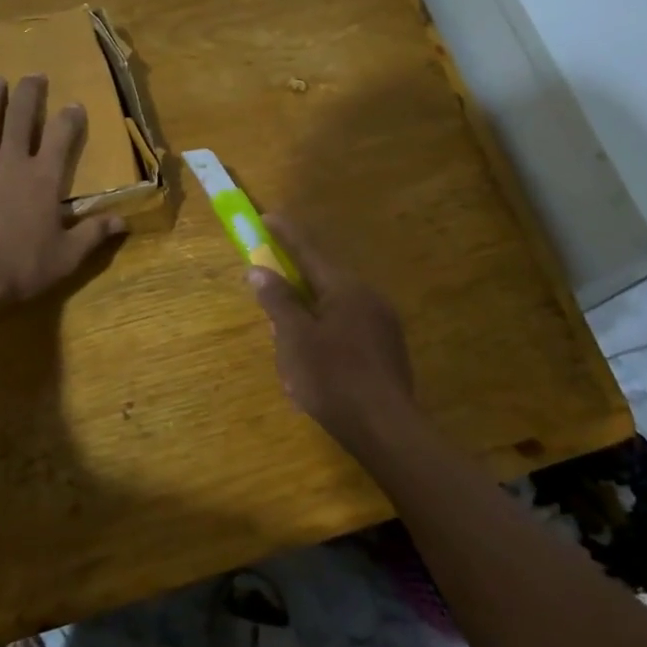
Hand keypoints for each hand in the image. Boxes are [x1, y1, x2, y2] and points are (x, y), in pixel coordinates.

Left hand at [0, 75, 126, 317]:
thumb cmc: (21, 267)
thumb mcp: (67, 256)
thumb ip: (93, 234)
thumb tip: (123, 221)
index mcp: (44, 179)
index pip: (62, 138)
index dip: (70, 118)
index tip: (74, 104)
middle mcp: (12, 163)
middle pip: (22, 120)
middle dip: (29, 95)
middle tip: (34, 75)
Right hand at [246, 216, 416, 450]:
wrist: (386, 428)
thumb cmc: (333, 378)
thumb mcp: (294, 338)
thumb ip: (278, 301)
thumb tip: (259, 270)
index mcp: (345, 288)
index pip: (308, 251)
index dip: (285, 234)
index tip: (267, 218)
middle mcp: (368, 297)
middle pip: (320, 284)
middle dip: (292, 295)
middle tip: (272, 318)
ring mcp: (382, 324)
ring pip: (332, 312)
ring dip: (307, 325)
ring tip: (290, 358)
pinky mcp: (387, 350)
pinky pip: (347, 333)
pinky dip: (325, 342)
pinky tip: (314, 372)